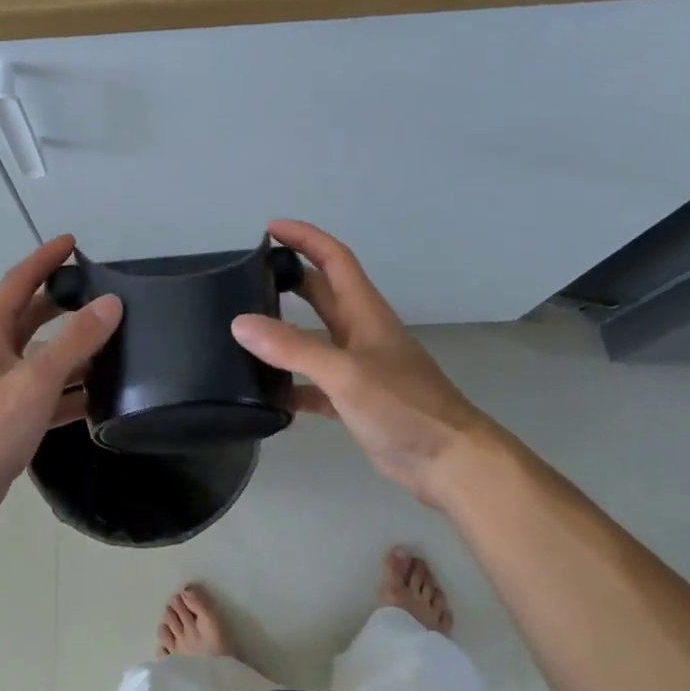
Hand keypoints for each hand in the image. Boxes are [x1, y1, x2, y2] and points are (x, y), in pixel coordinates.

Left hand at [0, 234, 122, 532]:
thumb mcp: (36, 380)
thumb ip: (74, 341)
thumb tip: (111, 303)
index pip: (19, 281)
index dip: (45, 259)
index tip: (72, 242)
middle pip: (32, 316)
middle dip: (63, 302)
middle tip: (100, 292)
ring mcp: (1, 385)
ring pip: (43, 356)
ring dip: (73, 349)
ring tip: (114, 342)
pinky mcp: (11, 415)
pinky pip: (48, 392)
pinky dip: (72, 390)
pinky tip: (102, 397)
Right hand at [231, 220, 506, 506]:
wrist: (449, 461)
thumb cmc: (403, 406)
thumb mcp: (344, 372)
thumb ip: (292, 347)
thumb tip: (240, 323)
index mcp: (364, 313)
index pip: (333, 258)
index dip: (304, 238)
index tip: (269, 229)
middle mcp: (359, 333)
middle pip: (320, 293)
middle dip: (288, 278)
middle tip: (246, 277)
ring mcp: (356, 367)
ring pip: (312, 338)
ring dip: (282, 332)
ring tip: (243, 332)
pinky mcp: (353, 400)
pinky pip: (312, 383)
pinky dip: (289, 384)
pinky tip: (265, 395)